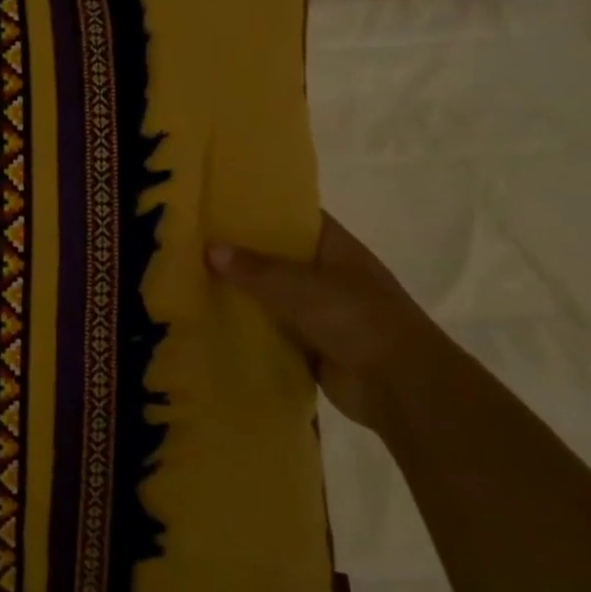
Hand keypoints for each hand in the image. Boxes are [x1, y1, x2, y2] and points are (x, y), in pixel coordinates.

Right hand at [207, 214, 448, 432]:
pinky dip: (248, 330)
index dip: (263, 209)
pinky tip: (210, 323)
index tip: (221, 204)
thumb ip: (256, 269)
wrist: (400, 387)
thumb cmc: (358, 320)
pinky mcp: (312, 347)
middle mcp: (329, 277)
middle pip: (279, 258)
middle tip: (192, 242)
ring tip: (190, 280)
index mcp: (337, 249)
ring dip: (241, 294)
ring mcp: (322, 313)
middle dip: (242, 253)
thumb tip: (210, 248)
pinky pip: (272, 332)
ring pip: (272, 296)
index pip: (297, 218)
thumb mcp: (302, 287)